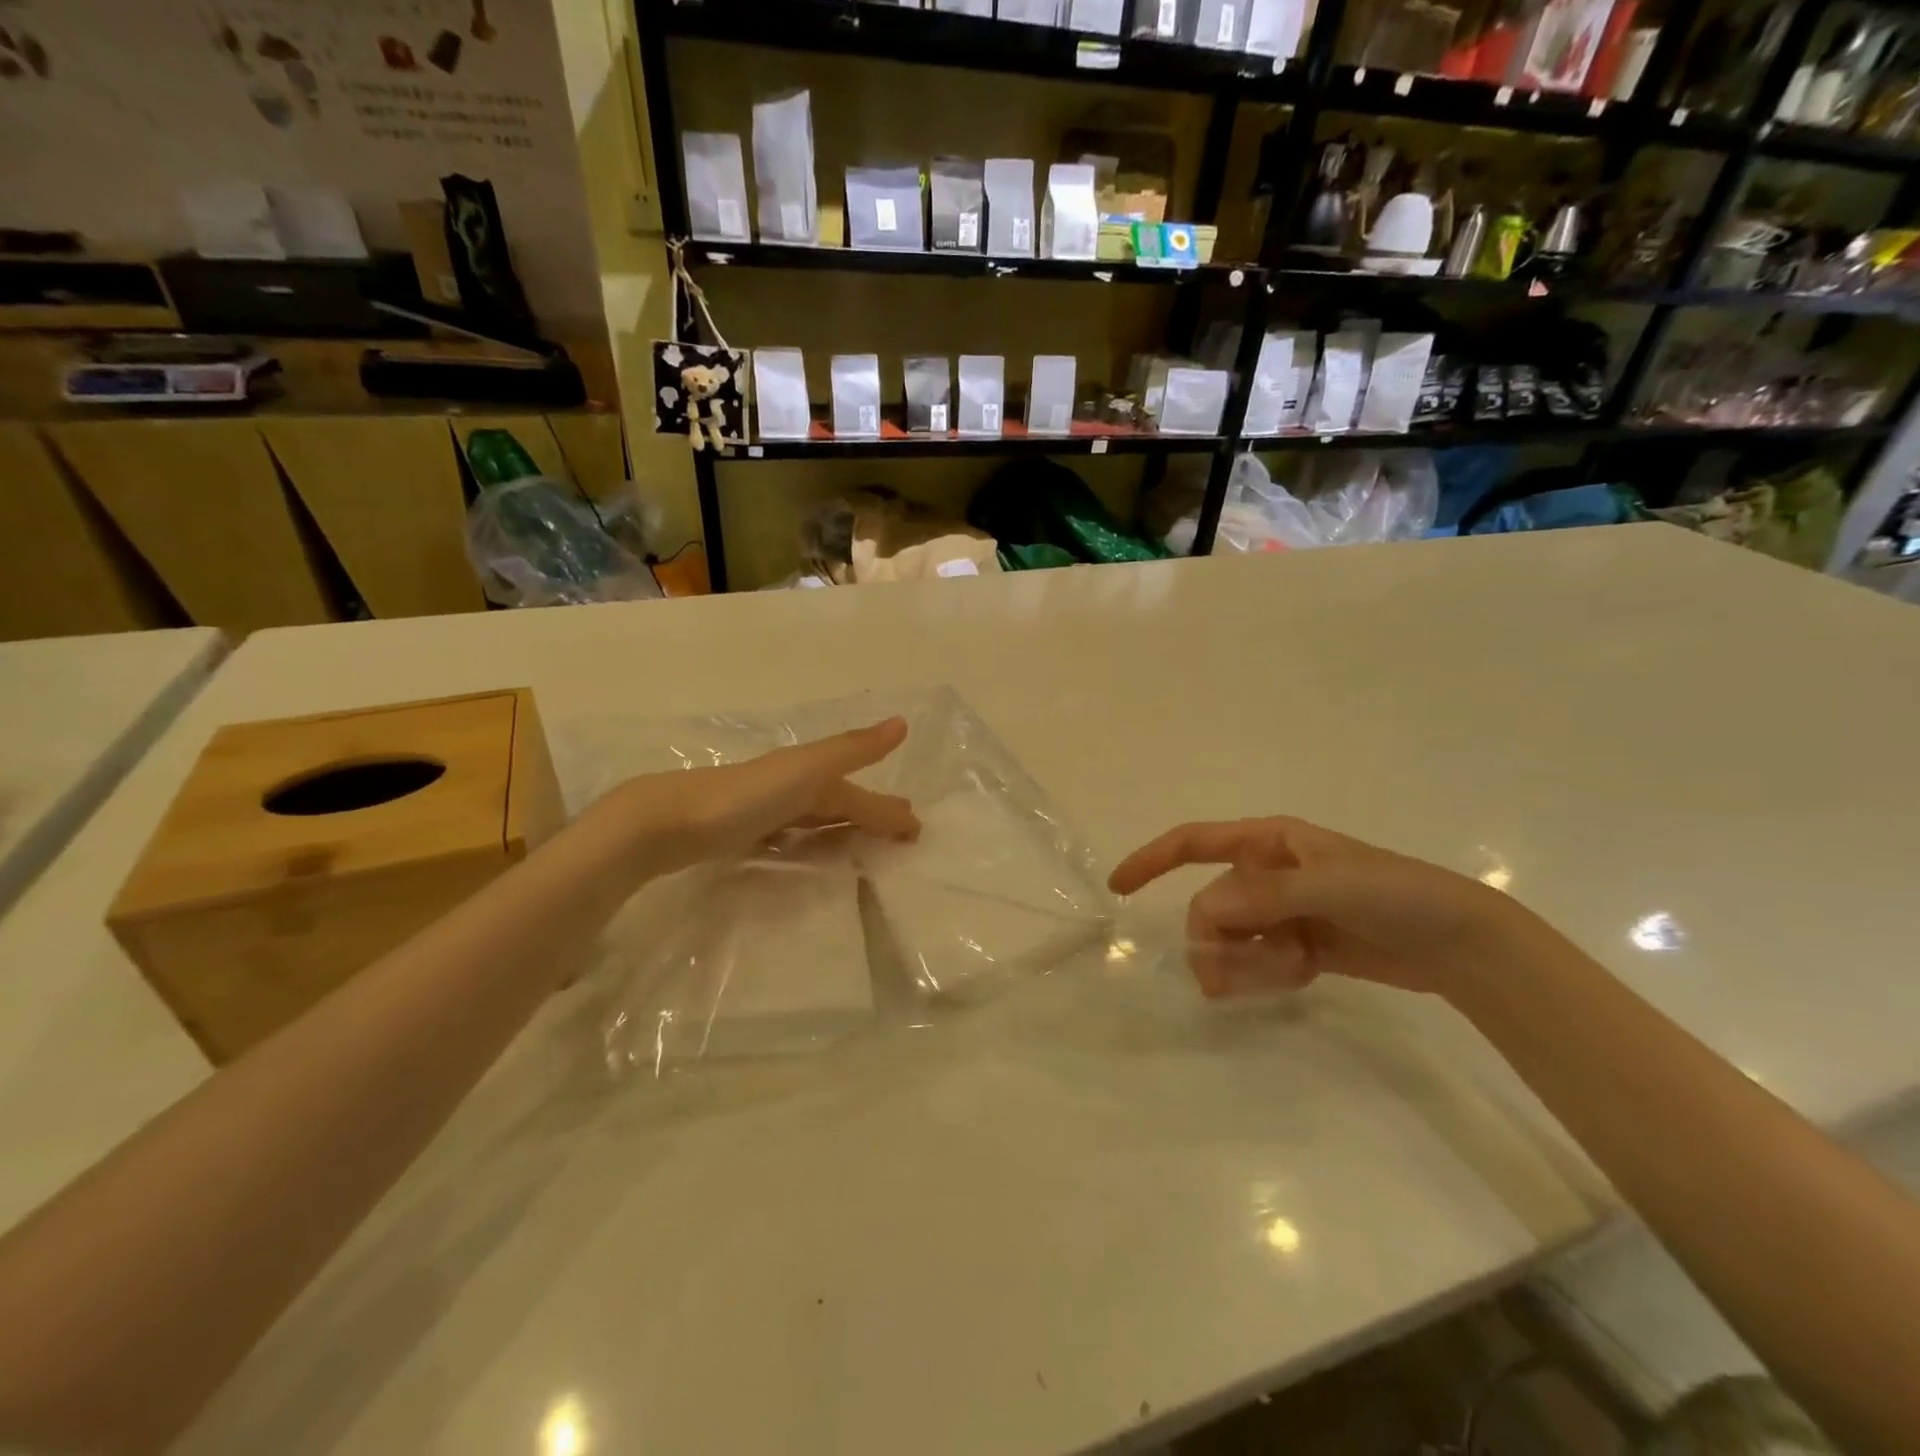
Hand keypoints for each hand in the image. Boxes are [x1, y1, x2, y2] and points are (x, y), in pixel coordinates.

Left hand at [598, 717, 919, 870]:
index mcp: (808, 774)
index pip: (857, 795)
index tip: (916, 831)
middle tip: (901, 836)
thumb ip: (852, 749)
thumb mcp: (806, 769)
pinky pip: (790, 838)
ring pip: (815, 821)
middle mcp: (788, 789)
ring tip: (865, 849)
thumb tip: (901, 722)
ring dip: (842, 831)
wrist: (670, 821)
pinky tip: (808, 854)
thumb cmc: (746, 796)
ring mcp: (763, 812)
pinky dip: (809, 843)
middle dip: (870, 816)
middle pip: (839, 805)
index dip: (886, 810)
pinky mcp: (741, 835)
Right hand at [1108, 816, 1539, 998]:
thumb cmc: (1397, 895)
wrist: (1462, 944)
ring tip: (1281, 976)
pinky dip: (1266, 975)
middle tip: (1222, 972)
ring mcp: (1282, 912)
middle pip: (1209, 904)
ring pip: (1230, 938)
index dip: (1151, 860)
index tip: (1117, 888)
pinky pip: (1257, 962)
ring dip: (1241, 963)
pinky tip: (1297, 977)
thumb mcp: (1331, 885)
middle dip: (1212, 938)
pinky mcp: (1298, 946)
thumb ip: (1265, 895)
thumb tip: (1204, 911)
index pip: (1193, 843)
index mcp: (1269, 841)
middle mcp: (1267, 873)